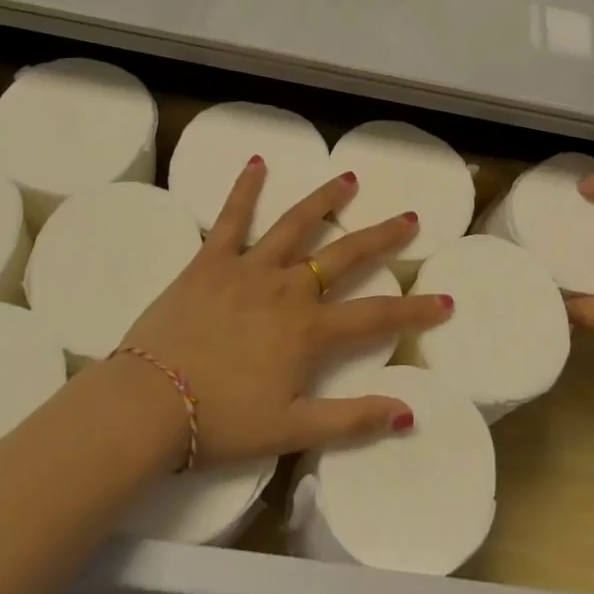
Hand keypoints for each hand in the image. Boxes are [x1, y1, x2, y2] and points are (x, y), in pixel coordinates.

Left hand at [119, 157, 452, 465]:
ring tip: (349, 179)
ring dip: (325, 200)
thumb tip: (408, 412)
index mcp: (308, 330)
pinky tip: (257, 162)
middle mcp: (287, 288)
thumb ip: (351, 420)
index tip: (446, 300)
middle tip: (409, 218)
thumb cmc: (220, 422)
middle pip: (344, 255)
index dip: (415, 310)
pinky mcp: (211, 260)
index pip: (376, 316)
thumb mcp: (291, 430)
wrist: (148, 406)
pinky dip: (244, 188)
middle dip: (381, 237)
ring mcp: (249, 268)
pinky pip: (231, 218)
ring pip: (295, 225)